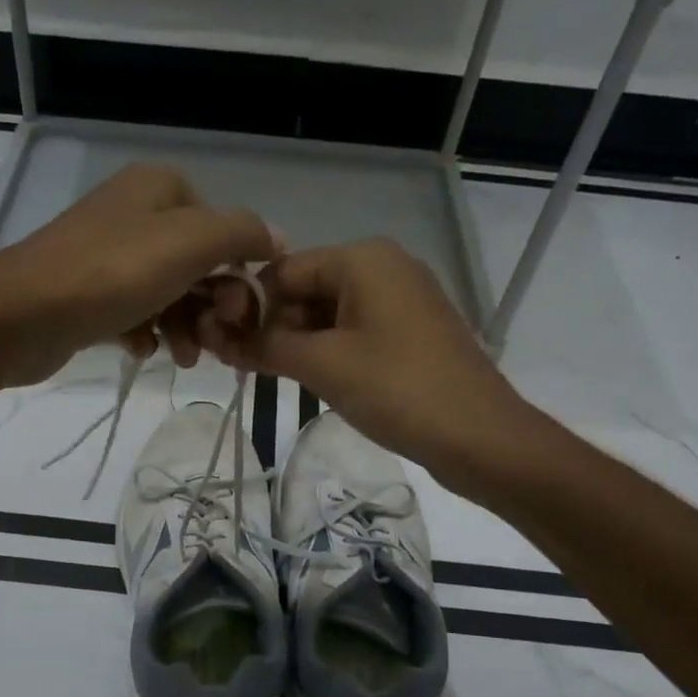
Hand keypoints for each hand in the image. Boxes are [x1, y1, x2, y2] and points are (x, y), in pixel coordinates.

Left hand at [0, 163, 277, 390]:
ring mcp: (108, 253)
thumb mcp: (190, 243)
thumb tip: (278, 237)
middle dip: (211, 307)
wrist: (22, 315)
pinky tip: (143, 350)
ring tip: (181, 358)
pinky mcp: (88, 291)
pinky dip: (147, 332)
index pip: (223, 229)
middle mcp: (135, 213)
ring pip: (169, 292)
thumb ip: (242, 233)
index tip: (239, 313)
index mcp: (160, 188)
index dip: (238, 273)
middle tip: (215, 343)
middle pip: (197, 264)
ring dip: (184, 327)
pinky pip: (135, 311)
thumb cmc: (113, 273)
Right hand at [204, 238, 528, 477]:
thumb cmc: (398, 390)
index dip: (248, 306)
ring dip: (298, 343)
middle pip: (306, 289)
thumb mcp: (323, 366)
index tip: (221, 345)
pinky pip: (355, 331)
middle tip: (245, 368)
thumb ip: (265, 346)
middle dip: (273, 326)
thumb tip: (216, 336)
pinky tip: (313, 380)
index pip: (283, 271)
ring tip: (273, 378)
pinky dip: (328, 352)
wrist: (480, 437)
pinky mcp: (410, 331)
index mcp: (363, 259)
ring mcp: (401, 300)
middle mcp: (384, 267)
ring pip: (328, 313)